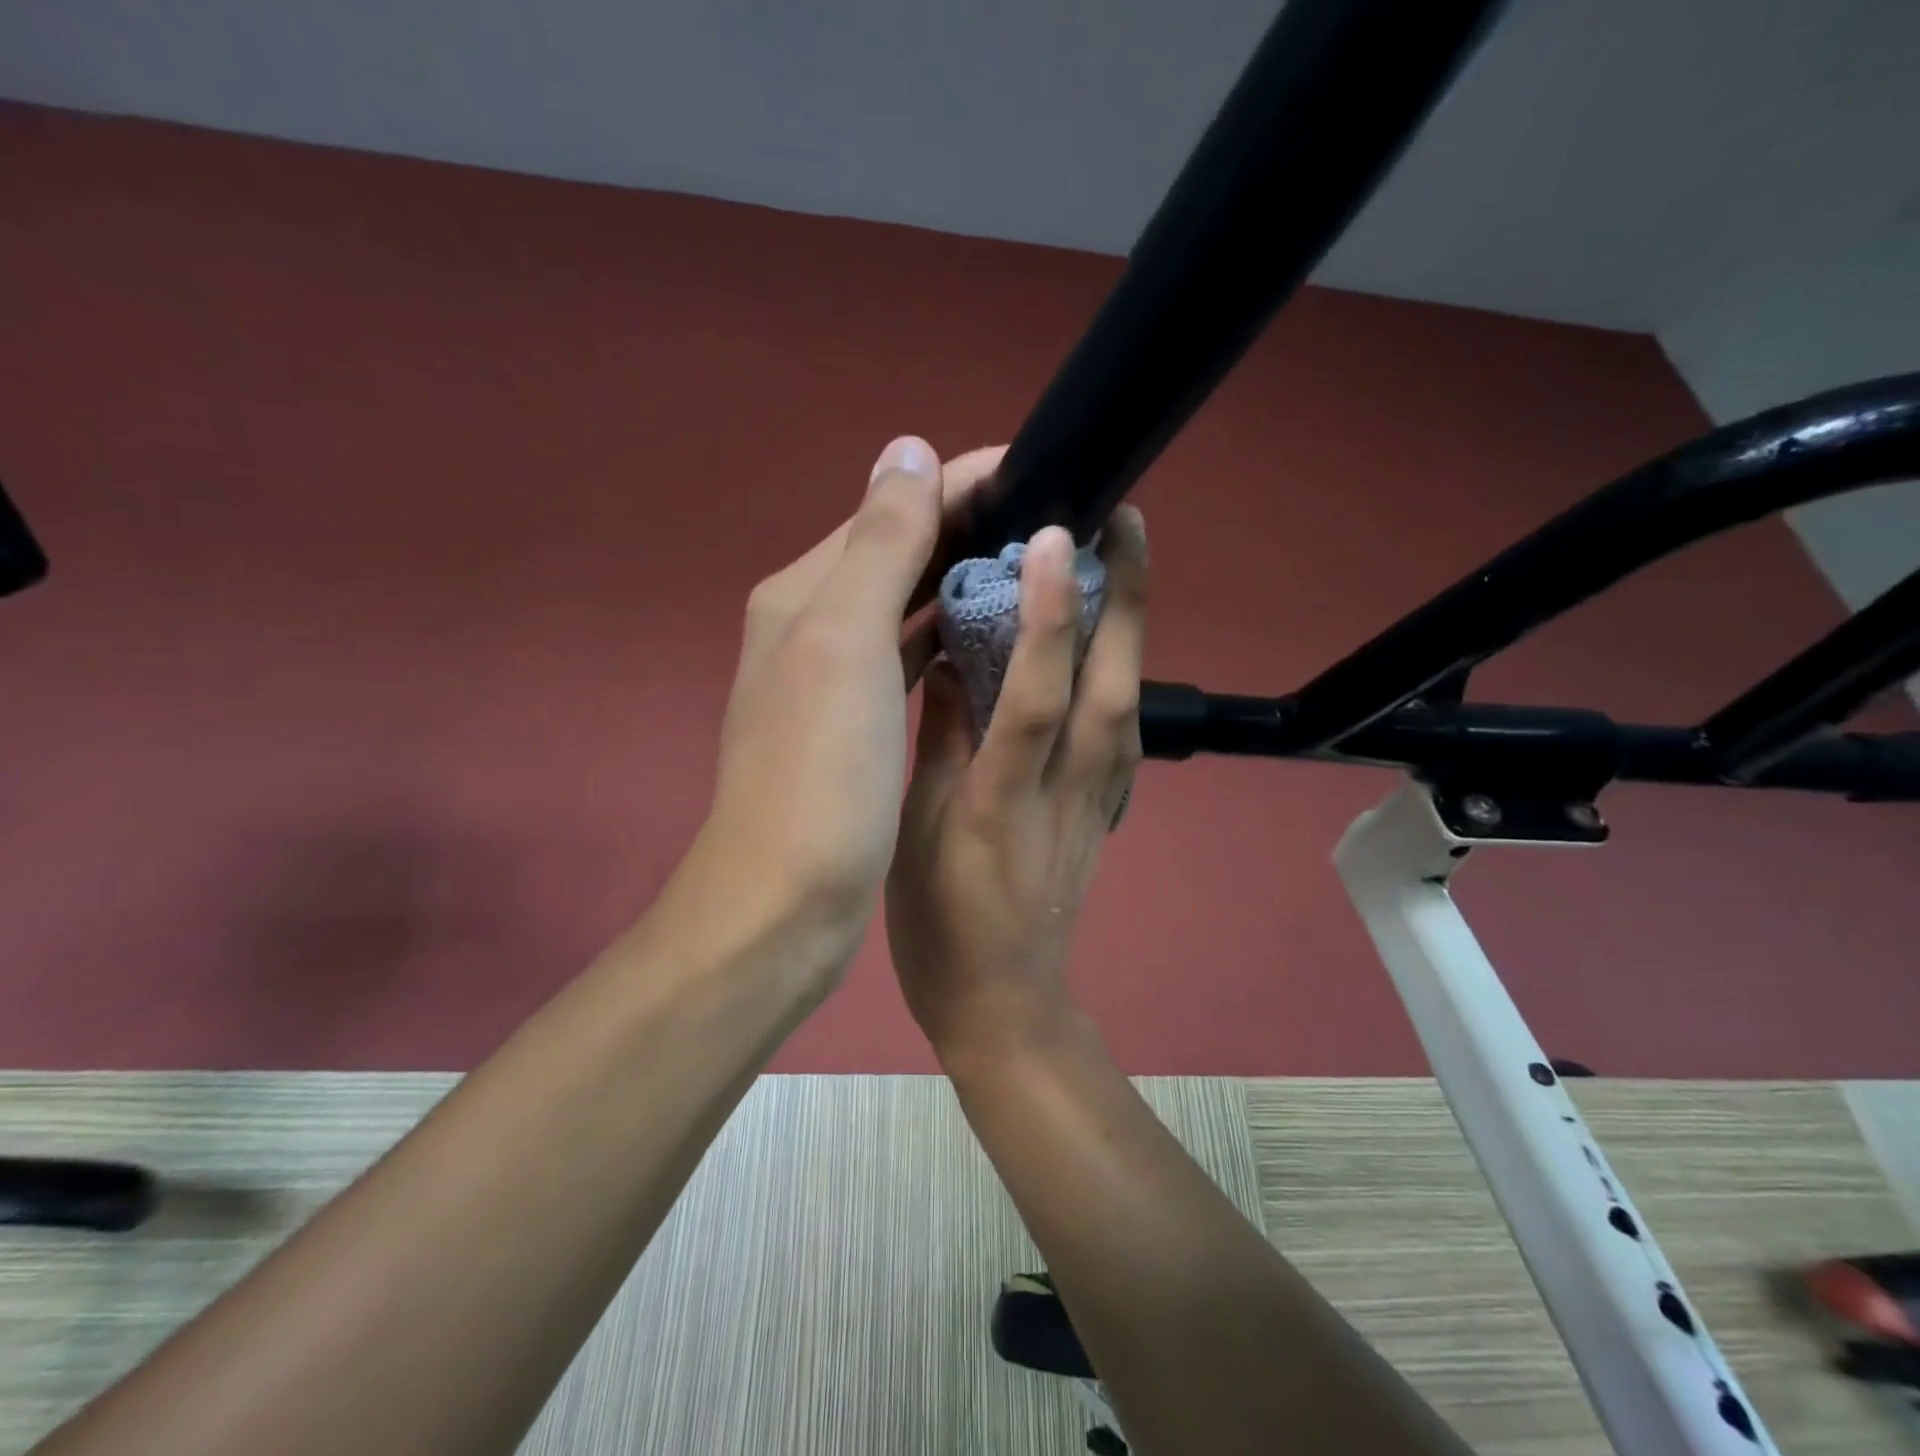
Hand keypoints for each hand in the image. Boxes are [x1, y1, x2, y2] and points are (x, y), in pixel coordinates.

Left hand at [670, 437, 1005, 989]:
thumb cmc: (821, 775)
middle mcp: (813, 624)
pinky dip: (946, 639)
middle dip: (969, 526)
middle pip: (899, 552)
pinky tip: (987, 640)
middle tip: (1052, 523)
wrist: (784, 903)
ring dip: (961, 581)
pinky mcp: (854, 726)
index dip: (964, 480)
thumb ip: (880, 544)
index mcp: (806, 593)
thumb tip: (907, 446)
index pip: (893, 507)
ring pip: (906, 605)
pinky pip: (906, 658)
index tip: (1042, 472)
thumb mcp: (846, 643)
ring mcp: (832, 679)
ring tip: (1035, 570)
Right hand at [886, 506, 1147, 1058]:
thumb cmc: (941, 925)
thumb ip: (940, 743)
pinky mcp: (1110, 812)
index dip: (1049, 616)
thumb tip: (953, 660)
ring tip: (1125, 558)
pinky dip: (1128, 673)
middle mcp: (1064, 791)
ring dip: (1134, 625)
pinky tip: (1120, 639)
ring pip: (1130, 701)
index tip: (1050, 538)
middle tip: (1124, 519)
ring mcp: (1099, 803)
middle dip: (1124, 598)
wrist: (1005, 1005)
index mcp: (1000, 798)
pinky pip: (1127, 731)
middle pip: (1111, 685)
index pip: (1035, 695)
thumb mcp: (915, 834)